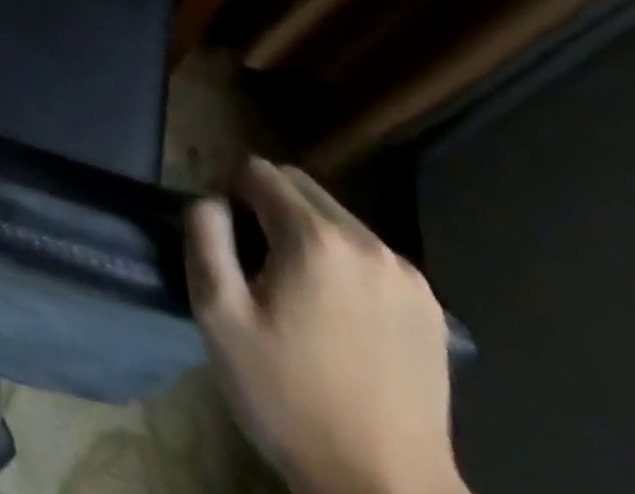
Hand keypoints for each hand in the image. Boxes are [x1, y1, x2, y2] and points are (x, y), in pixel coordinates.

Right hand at [184, 158, 465, 493]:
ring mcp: (404, 273)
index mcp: (314, 237)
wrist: (387, 491)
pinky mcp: (429, 305)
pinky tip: (339, 313)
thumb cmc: (290, 400)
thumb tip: (212, 200)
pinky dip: (344, 262)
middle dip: (269, 205)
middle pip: (300, 185)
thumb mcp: (219, 317)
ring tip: (297, 290)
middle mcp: (365, 241)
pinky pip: (369, 254)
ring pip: (336, 217)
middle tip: (255, 260)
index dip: (231, 192)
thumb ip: (205, 237)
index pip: (259, 171)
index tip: (226, 236)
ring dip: (307, 232)